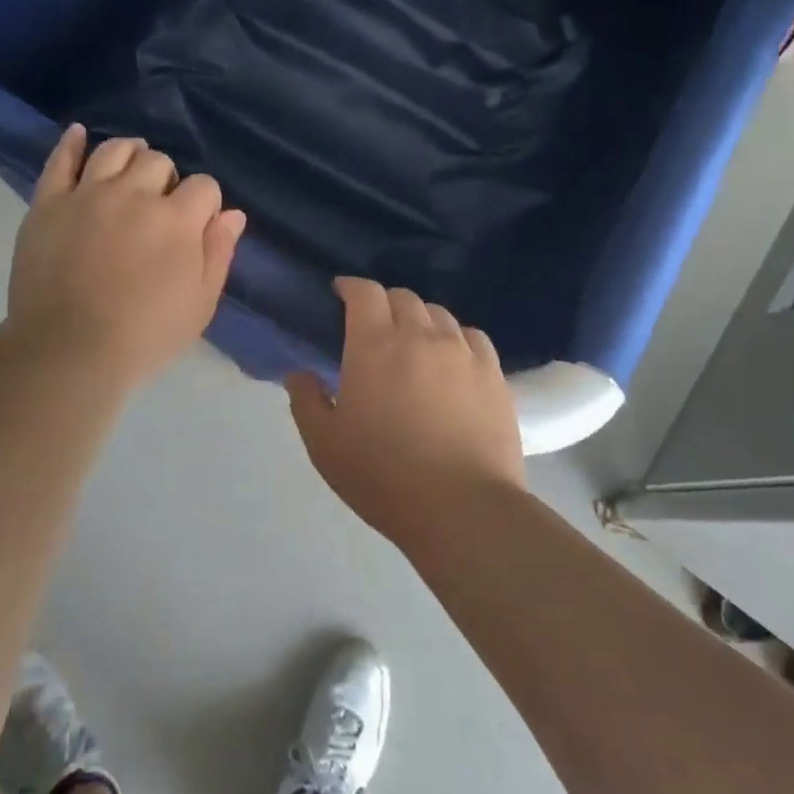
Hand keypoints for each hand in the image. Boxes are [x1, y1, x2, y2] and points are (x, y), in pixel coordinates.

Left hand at [7, 125, 245, 388]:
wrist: (67, 353)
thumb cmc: (144, 337)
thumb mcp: (199, 304)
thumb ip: (218, 253)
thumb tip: (232, 214)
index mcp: (176, 219)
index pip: (204, 186)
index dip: (205, 204)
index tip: (196, 228)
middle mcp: (133, 195)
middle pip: (159, 162)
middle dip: (168, 181)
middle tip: (159, 212)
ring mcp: (87, 195)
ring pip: (115, 151)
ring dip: (131, 155)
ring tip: (130, 172)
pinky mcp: (48, 203)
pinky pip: (60, 161)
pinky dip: (72, 143)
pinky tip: (79, 135)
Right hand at [285, 277, 523, 549]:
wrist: (462, 507)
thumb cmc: (383, 475)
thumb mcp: (324, 444)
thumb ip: (305, 401)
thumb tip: (299, 374)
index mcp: (374, 344)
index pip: (364, 292)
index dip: (350, 286)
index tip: (340, 293)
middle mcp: (420, 335)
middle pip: (403, 297)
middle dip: (383, 302)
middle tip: (374, 325)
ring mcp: (462, 351)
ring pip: (439, 313)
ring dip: (420, 318)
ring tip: (413, 341)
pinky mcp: (493, 373)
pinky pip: (472, 336)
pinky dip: (455, 337)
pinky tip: (451, 357)